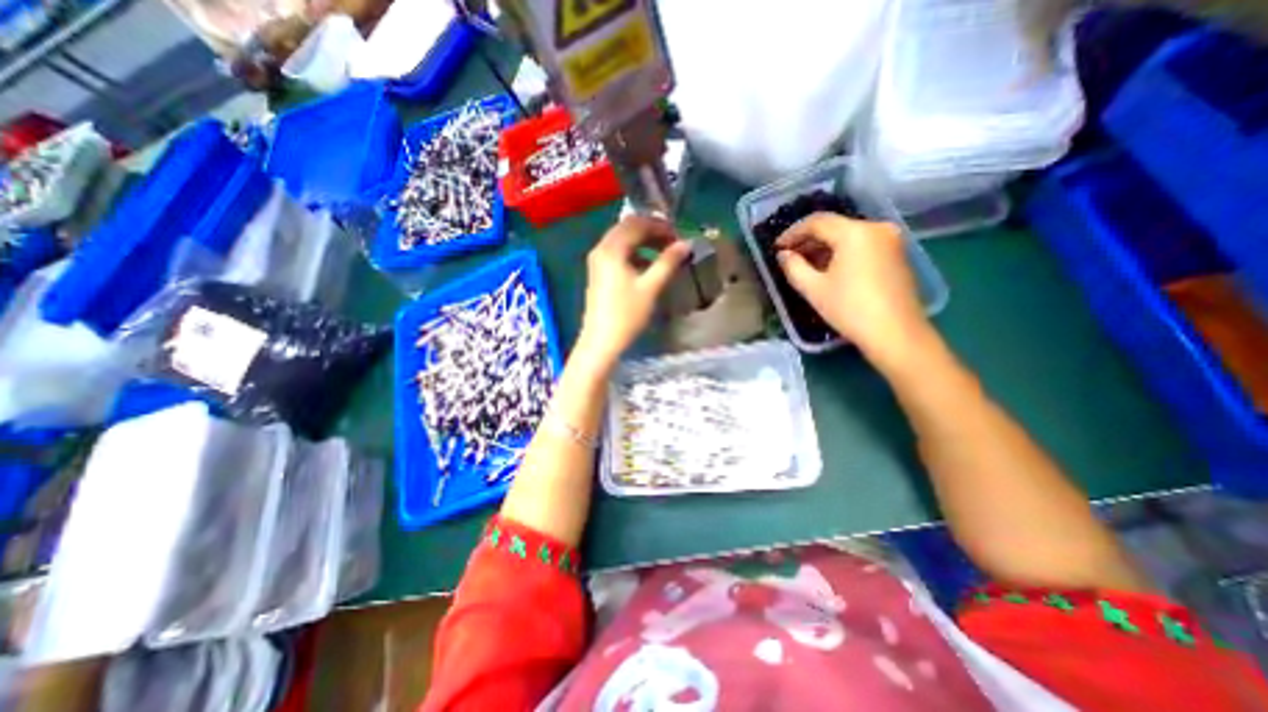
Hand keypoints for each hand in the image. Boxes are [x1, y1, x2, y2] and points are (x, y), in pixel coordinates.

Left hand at [580, 213, 689, 362]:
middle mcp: (601, 249)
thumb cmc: (626, 315)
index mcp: (612, 249)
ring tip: (664, 253)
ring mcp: (597, 261)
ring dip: (644, 242)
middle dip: (652, 231)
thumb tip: (685, 244)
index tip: (678, 236)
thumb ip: (668, 262)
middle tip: (673, 242)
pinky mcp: (599, 273)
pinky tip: (648, 267)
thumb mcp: (650, 287)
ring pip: (622, 241)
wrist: (601, 342)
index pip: (637, 223)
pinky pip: (618, 254)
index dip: (660, 226)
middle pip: (627, 228)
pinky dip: (635, 254)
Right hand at [773, 210, 929, 367]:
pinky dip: (841, 252)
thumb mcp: (813, 289)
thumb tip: (783, 255)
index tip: (777, 248)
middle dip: (808, 240)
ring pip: (848, 235)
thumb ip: (793, 267)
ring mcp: (890, 240)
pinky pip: (861, 244)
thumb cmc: (850, 309)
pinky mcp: (897, 254)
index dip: (792, 233)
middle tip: (788, 256)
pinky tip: (828, 268)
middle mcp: (876, 227)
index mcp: (855, 232)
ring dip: (824, 247)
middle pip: (834, 226)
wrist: (896, 334)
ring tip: (804, 264)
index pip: (817, 222)